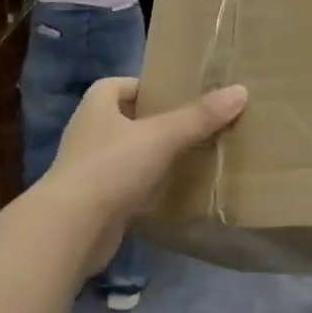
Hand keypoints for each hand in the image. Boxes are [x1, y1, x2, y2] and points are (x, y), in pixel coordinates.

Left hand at [38, 77, 247, 272]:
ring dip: (152, 155)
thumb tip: (240, 91)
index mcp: (97, 103)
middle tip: (195, 126)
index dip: (150, 88)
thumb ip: (199, 117)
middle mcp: (89, 129)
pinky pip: (126, 183)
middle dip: (157, 122)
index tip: (181, 98)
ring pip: (128, 152)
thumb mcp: (161, 137)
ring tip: (190, 157)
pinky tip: (170, 191)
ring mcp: (88, 166)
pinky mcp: (94, 199)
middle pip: (128, 118)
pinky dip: (145, 185)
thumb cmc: (111, 166)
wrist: (71, 228)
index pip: (124, 84)